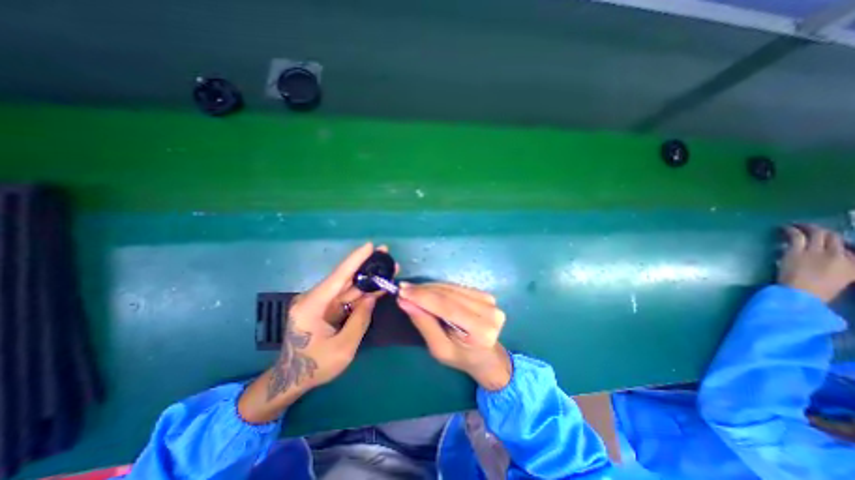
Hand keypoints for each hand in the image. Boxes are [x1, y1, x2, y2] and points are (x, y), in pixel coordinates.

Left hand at [239, 244, 388, 423]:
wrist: (291, 379)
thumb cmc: (315, 366)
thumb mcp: (343, 348)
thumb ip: (359, 320)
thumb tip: (371, 297)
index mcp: (311, 306)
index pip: (338, 277)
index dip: (355, 260)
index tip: (370, 245)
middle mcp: (314, 298)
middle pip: (344, 278)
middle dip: (366, 265)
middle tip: (385, 253)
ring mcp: (320, 302)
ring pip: (348, 286)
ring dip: (367, 278)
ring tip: (387, 269)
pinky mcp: (325, 308)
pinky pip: (346, 296)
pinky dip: (362, 291)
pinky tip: (377, 285)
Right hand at [397, 283, 509, 390]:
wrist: (487, 356)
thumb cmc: (461, 357)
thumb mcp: (439, 348)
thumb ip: (424, 323)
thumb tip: (405, 301)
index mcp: (481, 331)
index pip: (447, 307)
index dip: (423, 297)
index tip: (402, 291)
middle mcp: (489, 312)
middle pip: (449, 295)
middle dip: (423, 291)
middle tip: (403, 288)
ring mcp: (489, 301)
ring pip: (451, 288)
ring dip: (429, 288)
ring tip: (411, 289)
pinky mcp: (485, 294)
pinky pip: (456, 287)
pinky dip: (439, 288)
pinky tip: (427, 290)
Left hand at [780, 223, 854, 299]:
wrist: (802, 293)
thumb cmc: (819, 290)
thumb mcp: (842, 279)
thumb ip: (845, 267)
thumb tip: (841, 256)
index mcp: (852, 264)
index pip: (847, 247)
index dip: (835, 241)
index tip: (825, 239)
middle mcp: (838, 255)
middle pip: (833, 237)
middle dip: (822, 230)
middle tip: (810, 227)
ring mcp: (816, 252)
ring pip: (815, 233)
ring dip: (806, 227)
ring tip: (796, 224)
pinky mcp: (796, 251)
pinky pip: (795, 236)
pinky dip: (790, 230)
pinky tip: (784, 228)